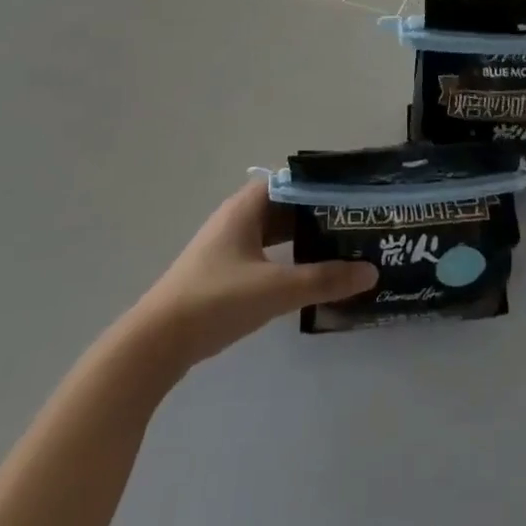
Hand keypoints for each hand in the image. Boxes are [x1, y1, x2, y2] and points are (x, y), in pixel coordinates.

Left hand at [136, 182, 376, 369]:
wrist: (154, 345)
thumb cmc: (215, 301)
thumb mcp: (276, 289)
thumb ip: (325, 279)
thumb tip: (371, 271)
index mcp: (246, 208)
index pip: (292, 181)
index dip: (322, 185)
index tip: (353, 196)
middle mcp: (236, 219)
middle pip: (286, 206)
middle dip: (319, 214)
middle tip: (356, 224)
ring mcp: (227, 247)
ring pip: (275, 232)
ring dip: (304, 238)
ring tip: (341, 247)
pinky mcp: (222, 273)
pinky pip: (264, 254)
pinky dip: (288, 258)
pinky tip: (308, 275)